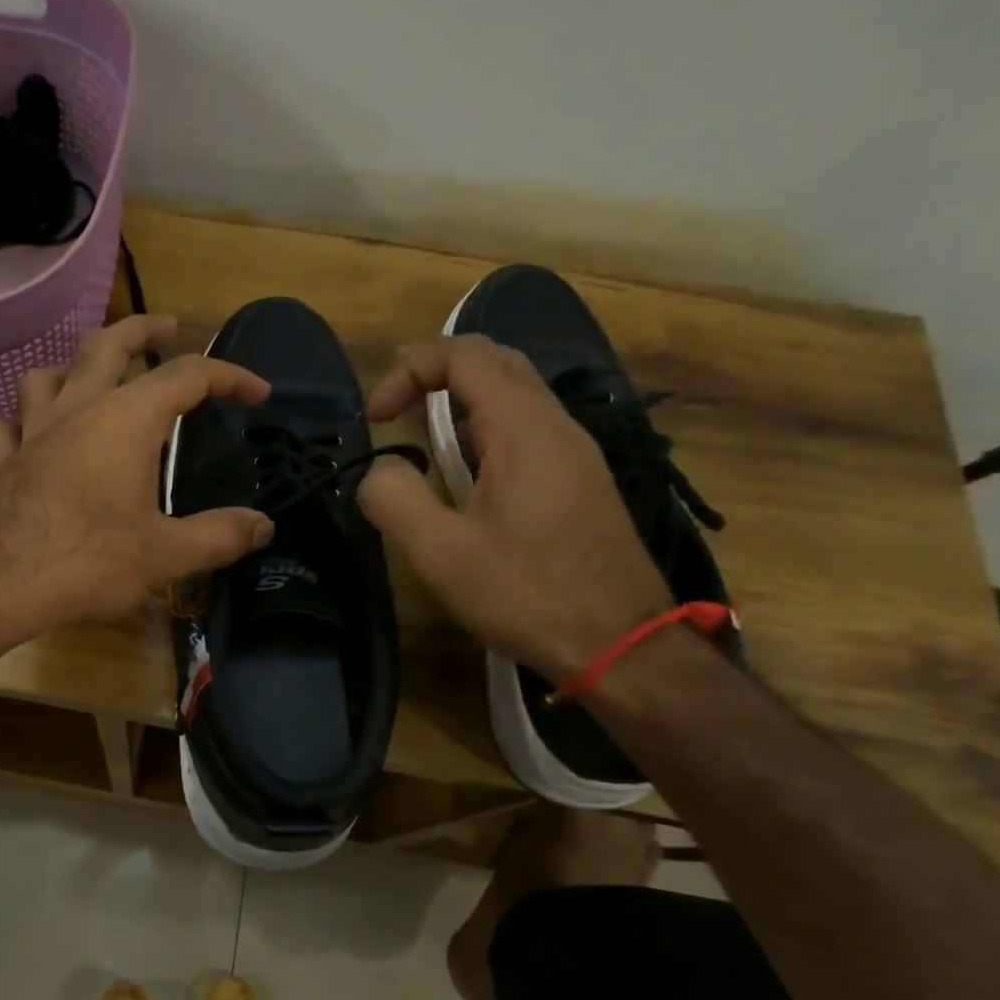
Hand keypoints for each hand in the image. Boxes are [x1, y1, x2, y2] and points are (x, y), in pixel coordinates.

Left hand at [0, 314, 274, 636]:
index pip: (188, 376)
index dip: (229, 376)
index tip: (258, 392)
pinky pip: (5, 426)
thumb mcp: (165, 553)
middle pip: (108, 344)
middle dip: (143, 330)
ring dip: (71, 369)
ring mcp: (31, 431)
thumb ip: (219, 536)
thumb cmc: (87, 558)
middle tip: (167, 328)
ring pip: (46, 375)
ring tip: (89, 380)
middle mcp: (77, 409)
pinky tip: (25, 436)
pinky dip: (19, 423)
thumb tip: (264, 527)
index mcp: (127, 420)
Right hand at [356, 335, 669, 679]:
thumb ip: (394, 498)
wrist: (623, 644)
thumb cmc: (527, 595)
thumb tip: (379, 468)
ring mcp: (576, 452)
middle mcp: (556, 425)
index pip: (464, 356)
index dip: (410, 370)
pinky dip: (485, 427)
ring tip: (421, 437)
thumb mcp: (441, 553)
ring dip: (461, 399)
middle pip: (495, 361)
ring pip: (516, 393)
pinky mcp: (582, 481)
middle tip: (393, 408)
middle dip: (435, 371)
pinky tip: (466, 475)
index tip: (376, 419)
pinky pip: (529, 427)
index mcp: (523, 429)